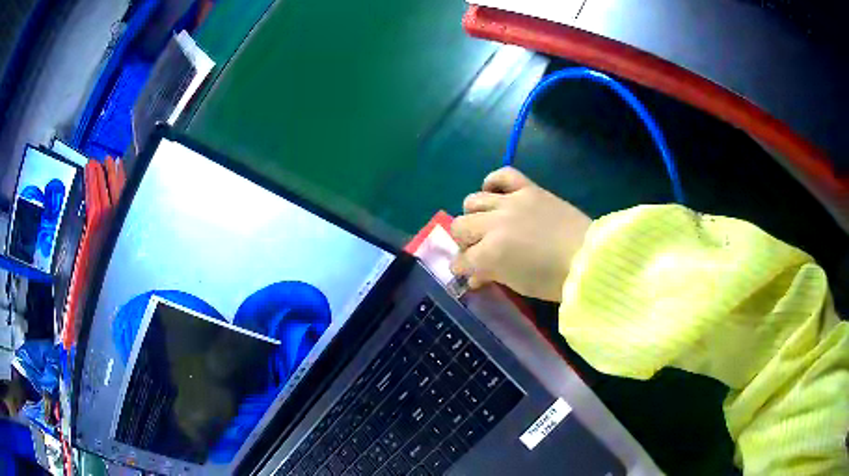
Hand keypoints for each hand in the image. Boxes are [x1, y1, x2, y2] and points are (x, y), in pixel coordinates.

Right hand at [450, 167, 590, 301]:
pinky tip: (493, 193)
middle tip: (477, 248)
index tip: (466, 271)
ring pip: (473, 200)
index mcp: (490, 254)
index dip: (461, 267)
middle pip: (460, 226)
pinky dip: (493, 181)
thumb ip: (491, 276)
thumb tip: (474, 276)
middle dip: (464, 241)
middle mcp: (494, 224)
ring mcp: (510, 202)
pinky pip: (502, 175)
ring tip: (486, 222)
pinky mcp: (528, 189)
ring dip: (474, 214)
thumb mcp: (518, 285)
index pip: (462, 260)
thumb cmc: (554, 280)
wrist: (588, 258)